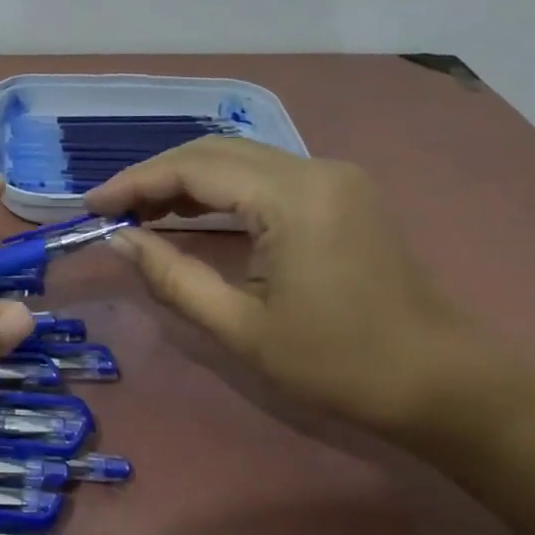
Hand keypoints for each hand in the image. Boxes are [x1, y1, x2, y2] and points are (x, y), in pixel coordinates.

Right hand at [87, 138, 479, 433]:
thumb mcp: (240, 328)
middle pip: (215, 151)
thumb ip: (171, 276)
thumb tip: (119, 239)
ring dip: (185, 180)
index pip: (194, 169)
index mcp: (292, 198)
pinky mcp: (341, 193)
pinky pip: (264, 175)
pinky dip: (219, 190)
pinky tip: (190, 214)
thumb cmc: (339, 363)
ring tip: (138, 212)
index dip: (135, 183)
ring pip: (239, 158)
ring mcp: (333, 177)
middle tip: (110, 210)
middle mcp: (314, 169)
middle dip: (155, 176)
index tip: (90, 206)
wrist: (444, 383)